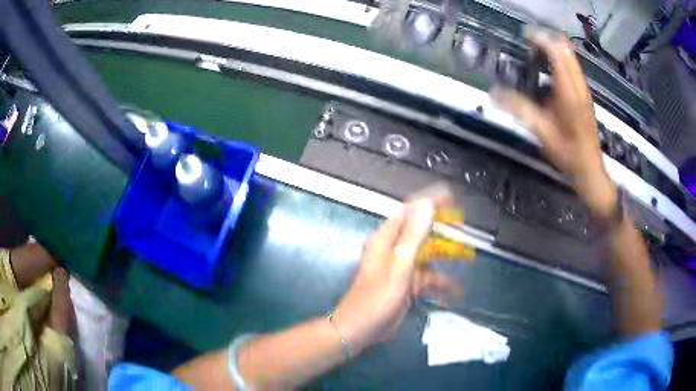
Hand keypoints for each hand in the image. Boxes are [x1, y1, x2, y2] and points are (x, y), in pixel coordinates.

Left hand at [333, 195, 460, 354]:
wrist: (360, 330)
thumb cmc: (376, 298)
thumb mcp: (399, 266)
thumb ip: (414, 236)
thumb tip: (427, 205)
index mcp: (387, 240)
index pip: (410, 211)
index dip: (430, 202)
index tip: (452, 199)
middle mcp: (394, 250)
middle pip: (422, 233)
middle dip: (442, 231)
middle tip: (463, 230)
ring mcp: (401, 269)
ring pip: (428, 257)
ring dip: (445, 260)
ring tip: (467, 259)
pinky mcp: (406, 286)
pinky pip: (427, 280)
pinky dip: (440, 284)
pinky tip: (455, 291)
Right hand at [491, 26, 616, 218]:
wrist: (590, 169)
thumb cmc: (568, 153)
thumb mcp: (542, 132)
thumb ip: (520, 109)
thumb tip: (494, 93)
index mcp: (569, 92)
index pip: (556, 52)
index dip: (540, 40)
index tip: (524, 38)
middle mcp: (579, 86)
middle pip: (565, 49)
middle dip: (547, 41)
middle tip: (528, 45)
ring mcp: (584, 90)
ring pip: (571, 57)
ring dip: (553, 50)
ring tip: (535, 55)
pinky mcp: (584, 96)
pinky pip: (573, 68)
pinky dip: (560, 62)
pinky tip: (548, 73)